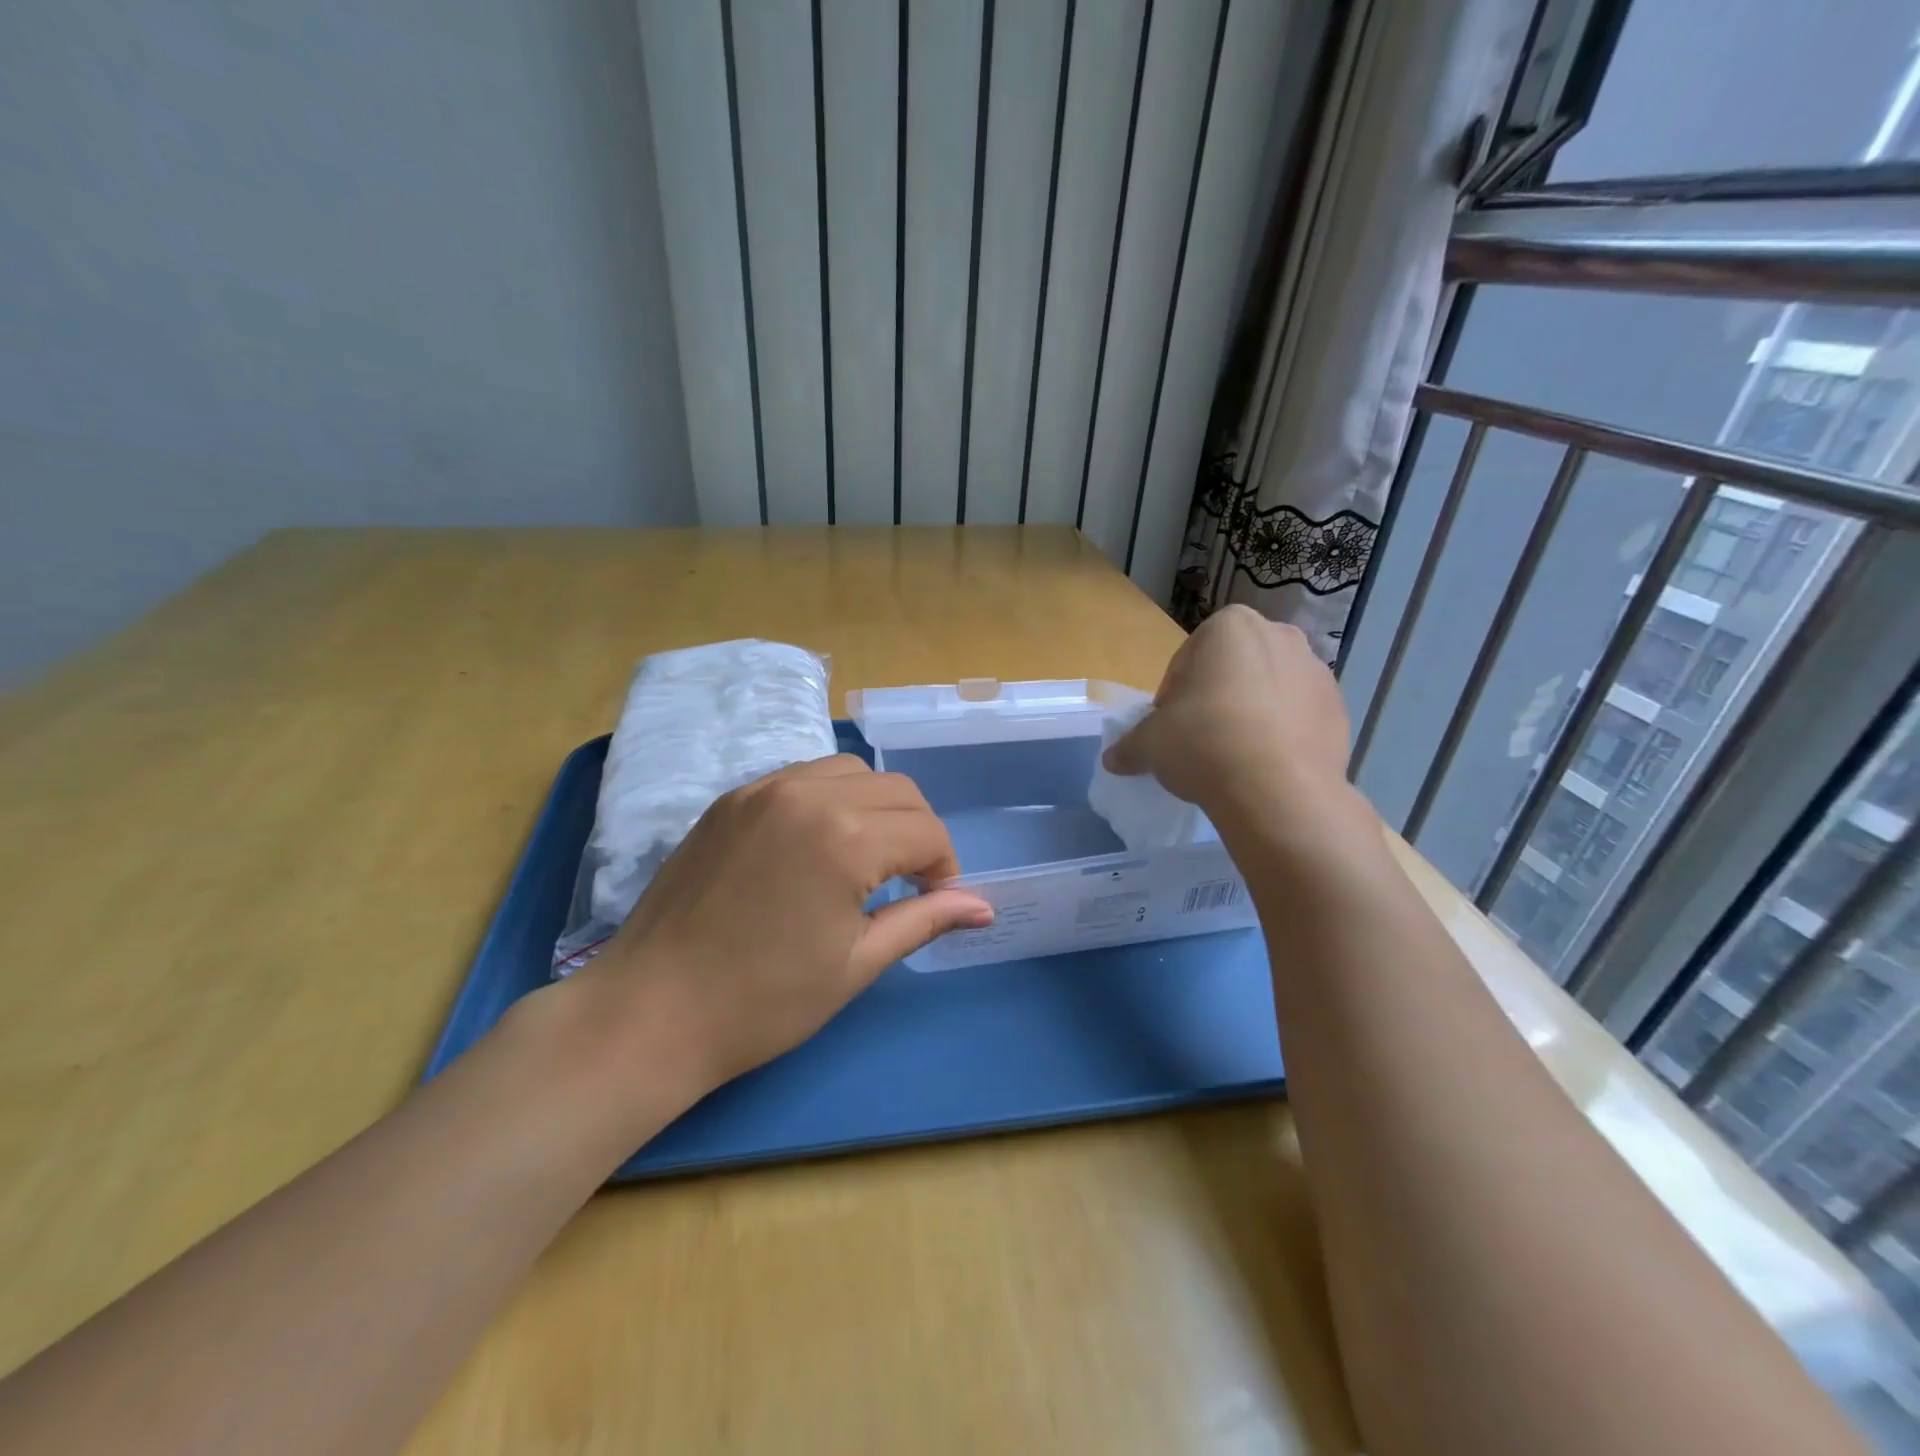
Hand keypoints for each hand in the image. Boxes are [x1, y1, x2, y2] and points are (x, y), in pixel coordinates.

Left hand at [573, 755, 992, 1103]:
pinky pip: (803, 777)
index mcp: (846, 837)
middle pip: (897, 790)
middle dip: (918, 833)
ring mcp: (763, 789)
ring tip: (865, 858)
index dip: (943, 869)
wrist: (651, 1011)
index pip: (926, 832)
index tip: (934, 902)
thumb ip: (925, 921)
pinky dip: (830, 798)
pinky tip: (818, 843)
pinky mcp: (732, 797)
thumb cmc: (763, 1002)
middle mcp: (808, 793)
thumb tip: (984, 907)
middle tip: (908, 883)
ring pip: (851, 772)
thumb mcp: (857, 964)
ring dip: (877, 807)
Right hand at [1104, 605, 1356, 835]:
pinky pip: (1298, 717)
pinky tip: (1264, 767)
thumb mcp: (1150, 744)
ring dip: (1250, 714)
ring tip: (1234, 758)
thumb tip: (1113, 759)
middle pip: (1232, 669)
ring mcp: (1316, 672)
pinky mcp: (1340, 709)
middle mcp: (1279, 636)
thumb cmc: (1203, 743)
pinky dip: (1281, 734)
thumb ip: (1130, 745)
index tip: (1169, 728)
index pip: (1187, 660)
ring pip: (1268, 690)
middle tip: (1198, 740)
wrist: (1278, 790)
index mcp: (1230, 627)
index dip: (1172, 696)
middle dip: (1215, 698)